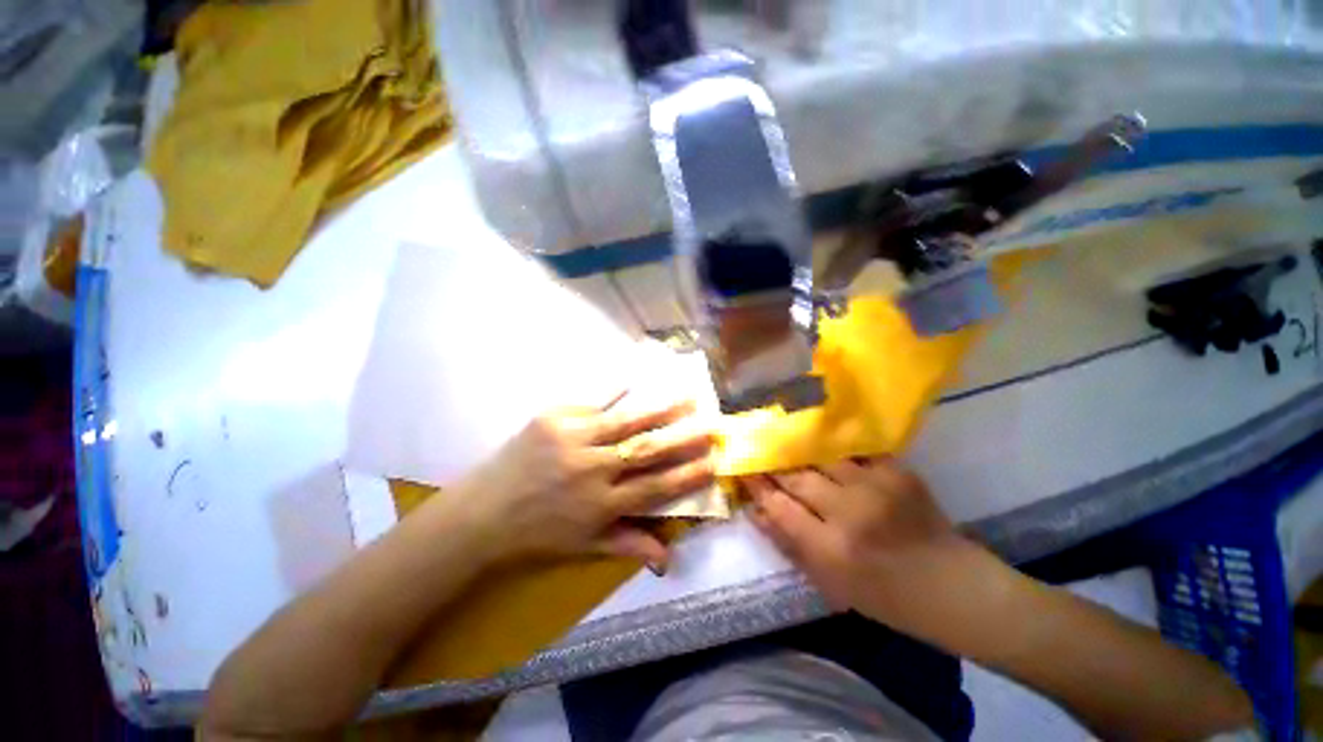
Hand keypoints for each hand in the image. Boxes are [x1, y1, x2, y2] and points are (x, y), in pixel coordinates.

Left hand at [455, 396, 715, 572]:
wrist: (483, 511)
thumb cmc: (538, 532)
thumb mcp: (583, 546)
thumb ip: (627, 544)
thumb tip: (667, 559)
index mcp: (600, 505)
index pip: (654, 488)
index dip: (686, 475)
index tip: (713, 461)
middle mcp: (592, 471)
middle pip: (645, 450)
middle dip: (682, 437)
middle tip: (710, 423)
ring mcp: (571, 440)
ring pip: (625, 421)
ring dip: (659, 408)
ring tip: (685, 395)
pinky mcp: (553, 419)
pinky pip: (591, 402)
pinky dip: (615, 391)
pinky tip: (635, 378)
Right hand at [744, 457, 986, 636]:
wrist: (955, 588)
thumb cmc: (886, 597)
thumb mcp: (830, 583)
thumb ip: (788, 544)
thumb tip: (754, 510)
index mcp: (832, 550)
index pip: (778, 506)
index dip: (756, 485)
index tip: (741, 469)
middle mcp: (850, 513)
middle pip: (796, 476)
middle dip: (770, 462)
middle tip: (754, 449)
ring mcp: (876, 487)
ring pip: (819, 456)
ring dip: (797, 448)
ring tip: (780, 438)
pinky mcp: (897, 471)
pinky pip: (852, 450)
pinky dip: (832, 446)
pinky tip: (819, 439)